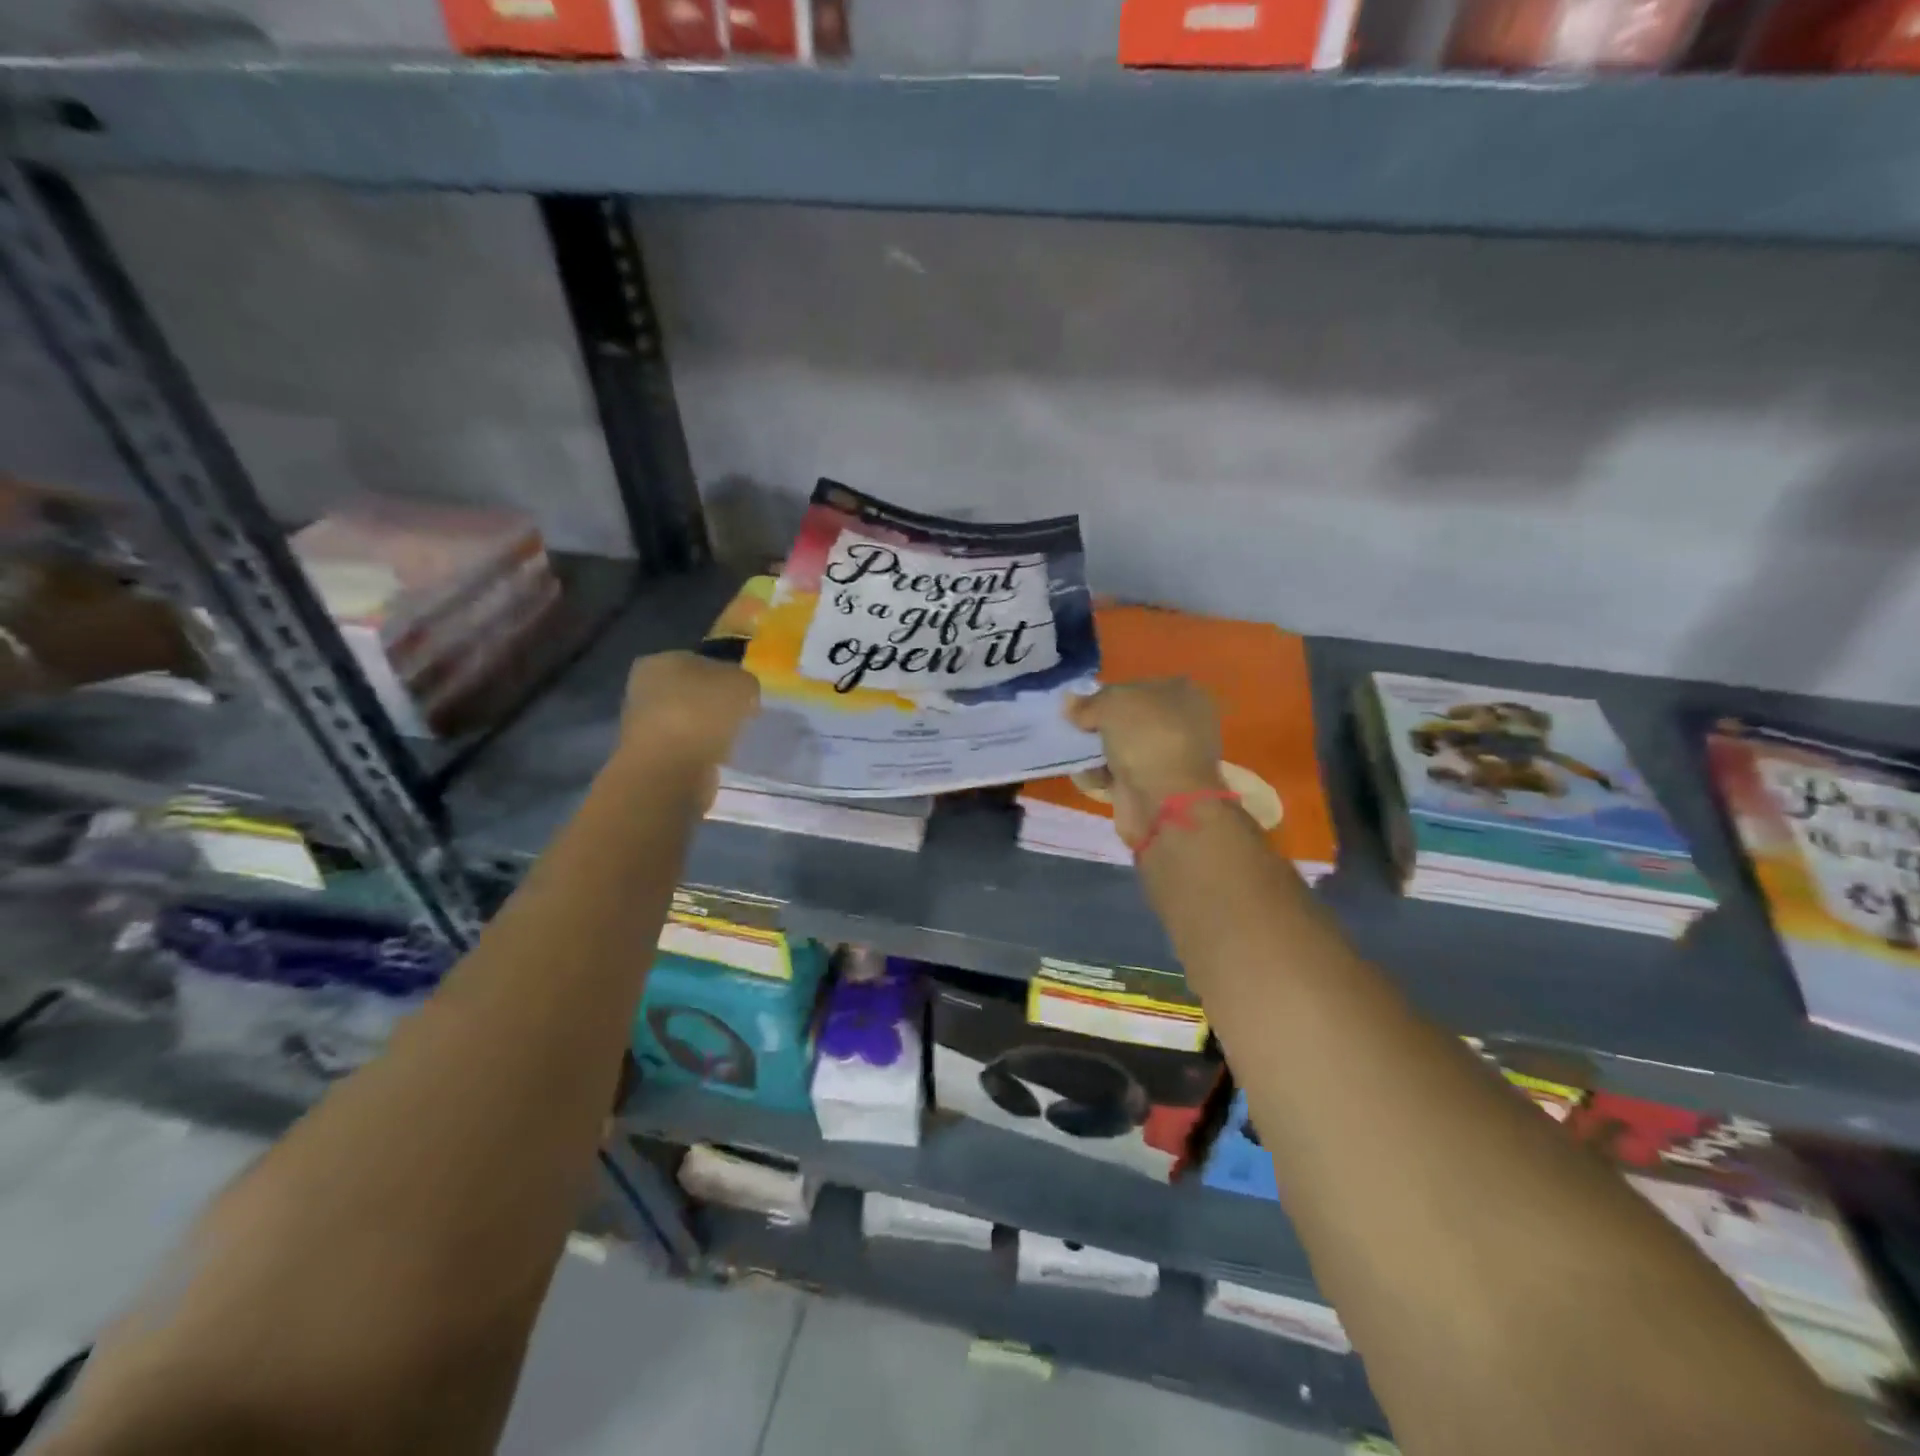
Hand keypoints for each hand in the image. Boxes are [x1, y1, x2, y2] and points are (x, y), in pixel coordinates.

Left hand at [620, 651, 760, 807]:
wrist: (669, 770)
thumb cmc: (701, 714)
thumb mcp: (741, 684)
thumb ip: (745, 682)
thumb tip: (742, 693)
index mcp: (661, 661)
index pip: (701, 661)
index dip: (727, 675)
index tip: (746, 695)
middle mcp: (645, 687)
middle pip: (692, 692)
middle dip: (715, 703)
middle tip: (742, 717)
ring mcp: (643, 724)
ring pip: (687, 720)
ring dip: (707, 729)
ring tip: (731, 740)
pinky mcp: (649, 756)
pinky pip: (684, 747)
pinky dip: (700, 751)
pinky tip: (716, 758)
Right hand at [1067, 679, 1224, 844]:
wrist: (1165, 801)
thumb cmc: (1147, 738)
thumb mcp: (1111, 704)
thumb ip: (1088, 702)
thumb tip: (1069, 702)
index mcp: (1182, 694)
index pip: (1136, 687)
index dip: (1107, 694)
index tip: (1083, 706)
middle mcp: (1180, 723)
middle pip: (1127, 719)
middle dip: (1099, 725)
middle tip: (1077, 730)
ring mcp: (1168, 758)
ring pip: (1121, 747)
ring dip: (1097, 752)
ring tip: (1076, 754)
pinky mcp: (1154, 787)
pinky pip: (1119, 774)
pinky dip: (1101, 776)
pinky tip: (1089, 777)